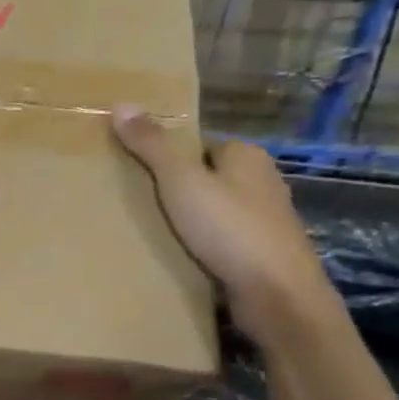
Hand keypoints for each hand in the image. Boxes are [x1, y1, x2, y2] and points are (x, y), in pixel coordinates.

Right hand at [112, 108, 338, 344]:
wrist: (277, 295)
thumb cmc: (229, 230)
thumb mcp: (181, 182)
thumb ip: (152, 146)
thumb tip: (121, 104)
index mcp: (247, 156)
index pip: (200, 146)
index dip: (169, 157)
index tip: (138, 174)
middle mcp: (262, 182)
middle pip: (208, 178)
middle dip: (178, 191)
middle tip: (138, 204)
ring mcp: (266, 221)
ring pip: (216, 212)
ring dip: (190, 222)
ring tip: (151, 233)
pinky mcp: (262, 255)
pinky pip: (223, 242)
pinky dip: (204, 247)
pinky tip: (179, 259)